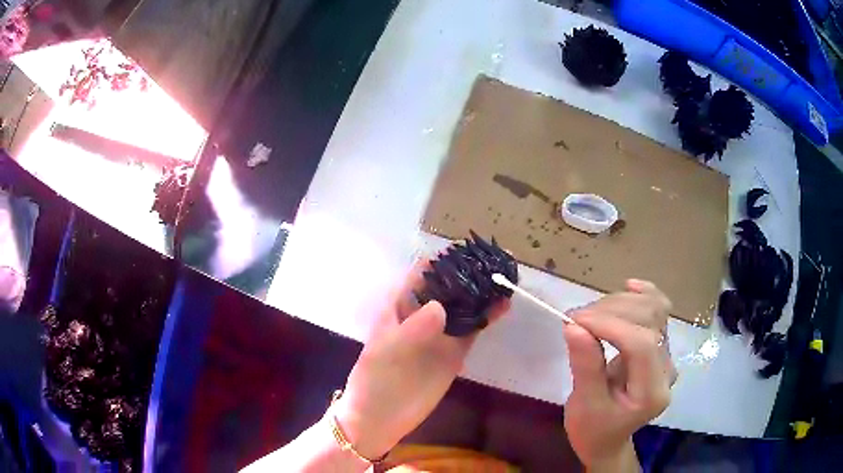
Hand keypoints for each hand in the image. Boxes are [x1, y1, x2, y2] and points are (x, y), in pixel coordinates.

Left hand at [333, 262, 508, 459]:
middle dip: (470, 274)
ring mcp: (439, 334)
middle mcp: (421, 314)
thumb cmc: (374, 380)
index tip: (470, 251)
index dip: (444, 261)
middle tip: (497, 262)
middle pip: (448, 287)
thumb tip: (440, 307)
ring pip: (463, 307)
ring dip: (482, 293)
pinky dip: (487, 317)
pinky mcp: (453, 352)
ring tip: (506, 278)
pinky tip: (503, 306)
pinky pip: (472, 330)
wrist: (379, 418)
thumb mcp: (386, 352)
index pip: (422, 274)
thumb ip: (412, 330)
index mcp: (398, 306)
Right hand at [563, 280, 676, 470]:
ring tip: (589, 314)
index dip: (609, 324)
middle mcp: (667, 368)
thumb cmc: (593, 429)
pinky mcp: (660, 345)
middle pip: (649, 320)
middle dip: (610, 311)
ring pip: (655, 309)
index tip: (574, 319)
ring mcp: (667, 355)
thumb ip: (585, 366)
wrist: (607, 439)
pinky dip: (643, 295)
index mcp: (652, 392)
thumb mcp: (584, 405)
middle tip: (575, 318)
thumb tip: (574, 326)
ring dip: (620, 302)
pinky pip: (658, 310)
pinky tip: (628, 287)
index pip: (640, 344)